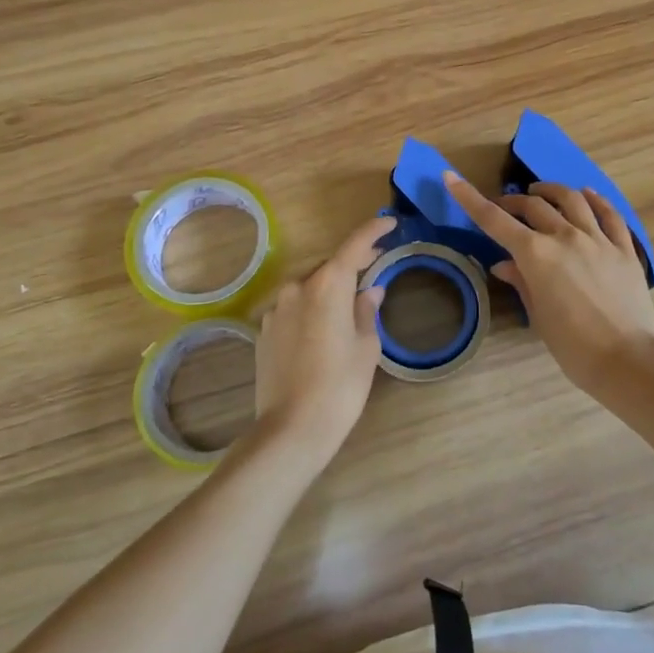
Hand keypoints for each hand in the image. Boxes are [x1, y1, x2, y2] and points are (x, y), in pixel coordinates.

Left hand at [253, 214, 394, 469]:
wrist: (291, 429)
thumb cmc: (340, 386)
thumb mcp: (365, 348)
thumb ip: (366, 311)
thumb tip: (370, 291)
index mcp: (327, 287)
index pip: (353, 247)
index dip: (373, 231)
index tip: (390, 223)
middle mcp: (297, 289)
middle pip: (329, 266)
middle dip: (351, 263)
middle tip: (375, 265)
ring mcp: (275, 310)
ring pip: (308, 288)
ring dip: (328, 288)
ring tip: (348, 303)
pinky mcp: (263, 332)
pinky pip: (293, 309)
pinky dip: (310, 310)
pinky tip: (321, 331)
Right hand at [442, 172, 653, 395]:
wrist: (627, 359)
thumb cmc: (573, 346)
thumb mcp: (539, 316)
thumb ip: (522, 283)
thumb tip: (504, 265)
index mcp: (536, 255)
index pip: (495, 220)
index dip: (470, 198)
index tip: (452, 178)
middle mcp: (565, 237)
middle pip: (533, 206)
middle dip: (513, 202)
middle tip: (504, 207)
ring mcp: (598, 239)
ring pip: (572, 199)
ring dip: (551, 191)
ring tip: (540, 192)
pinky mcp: (624, 248)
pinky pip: (609, 214)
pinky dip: (595, 199)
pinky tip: (587, 195)